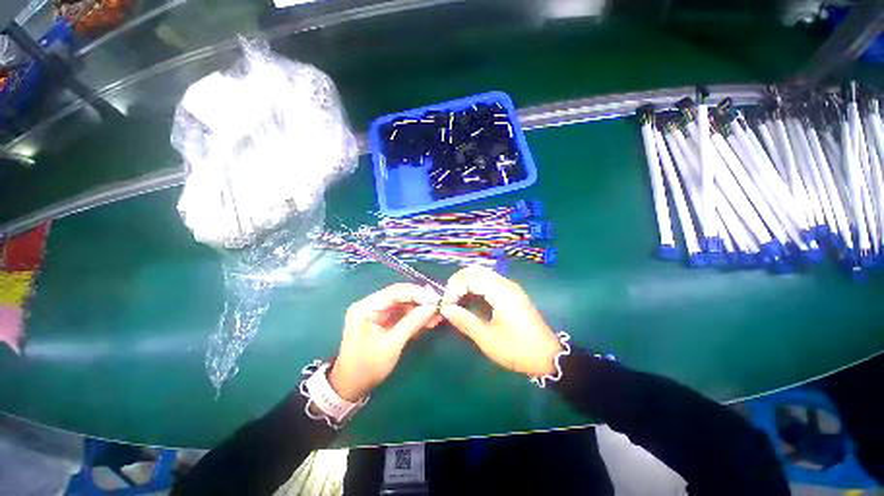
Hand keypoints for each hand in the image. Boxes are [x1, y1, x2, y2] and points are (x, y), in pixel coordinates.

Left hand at [329, 283, 441, 400]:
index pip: (395, 292)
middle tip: (439, 306)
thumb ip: (412, 322)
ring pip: (403, 305)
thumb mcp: (392, 344)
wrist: (351, 387)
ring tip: (437, 316)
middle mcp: (371, 305)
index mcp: (366, 306)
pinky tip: (429, 321)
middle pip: (400, 296)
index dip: (417, 293)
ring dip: (420, 310)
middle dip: (420, 301)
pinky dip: (415, 318)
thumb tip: (432, 306)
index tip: (436, 298)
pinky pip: (402, 315)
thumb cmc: (368, 366)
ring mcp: (377, 313)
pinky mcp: (383, 322)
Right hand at [440, 266, 561, 376]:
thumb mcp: (488, 339)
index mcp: (500, 291)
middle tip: (449, 299)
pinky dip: (475, 285)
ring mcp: (509, 287)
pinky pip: (489, 281)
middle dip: (458, 281)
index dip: (454, 289)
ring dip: (466, 282)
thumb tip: (445, 309)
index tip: (446, 306)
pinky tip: (469, 298)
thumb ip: (465, 321)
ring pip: (482, 274)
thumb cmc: (517, 349)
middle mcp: (505, 283)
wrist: (548, 357)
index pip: (470, 278)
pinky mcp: (511, 293)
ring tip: (456, 299)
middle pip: (475, 270)